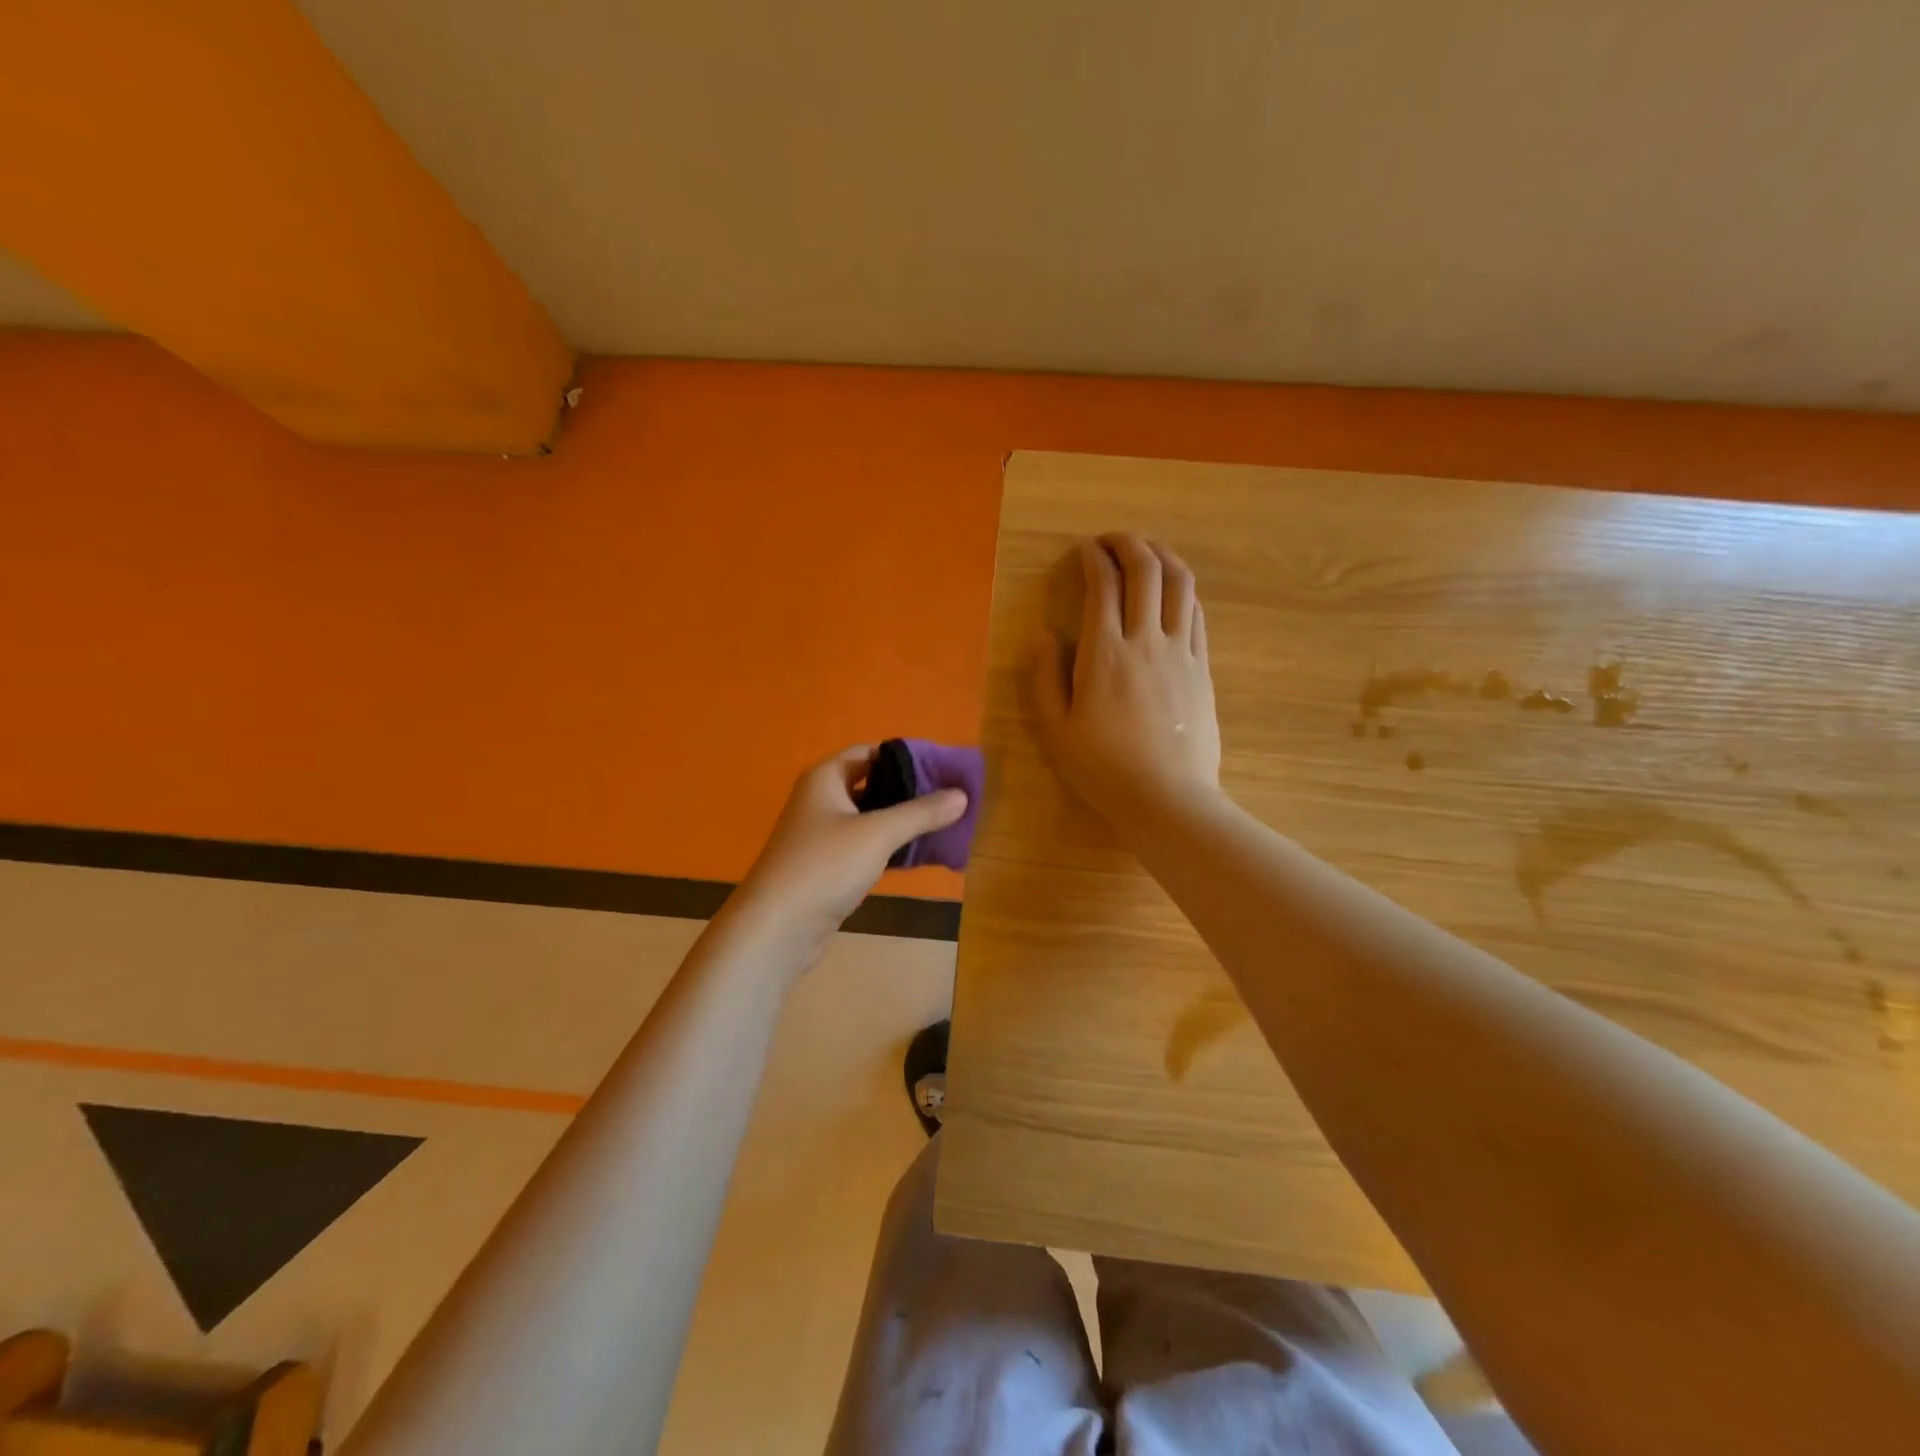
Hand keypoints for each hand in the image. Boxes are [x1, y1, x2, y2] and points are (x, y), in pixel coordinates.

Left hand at [730, 745, 966, 967]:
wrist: (777, 928)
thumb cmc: (825, 866)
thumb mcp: (878, 833)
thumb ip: (921, 813)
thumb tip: (962, 794)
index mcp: (825, 779)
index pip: (870, 752)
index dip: (905, 756)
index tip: (943, 766)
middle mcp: (821, 800)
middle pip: (872, 784)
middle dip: (910, 790)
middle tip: (951, 796)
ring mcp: (823, 836)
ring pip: (871, 818)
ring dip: (903, 821)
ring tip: (945, 823)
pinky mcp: (828, 867)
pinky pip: (866, 846)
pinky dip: (891, 847)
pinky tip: (920, 853)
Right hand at [1031, 534, 1221, 838]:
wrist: (1167, 799)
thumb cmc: (1103, 769)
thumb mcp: (1056, 729)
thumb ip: (1045, 677)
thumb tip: (1042, 634)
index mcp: (1104, 653)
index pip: (1102, 585)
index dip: (1092, 558)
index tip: (1083, 550)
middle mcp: (1146, 641)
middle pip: (1146, 571)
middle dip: (1129, 543)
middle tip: (1113, 540)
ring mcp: (1181, 652)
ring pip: (1180, 584)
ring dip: (1163, 557)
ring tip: (1147, 551)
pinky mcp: (1202, 668)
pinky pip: (1197, 614)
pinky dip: (1183, 590)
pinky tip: (1173, 591)